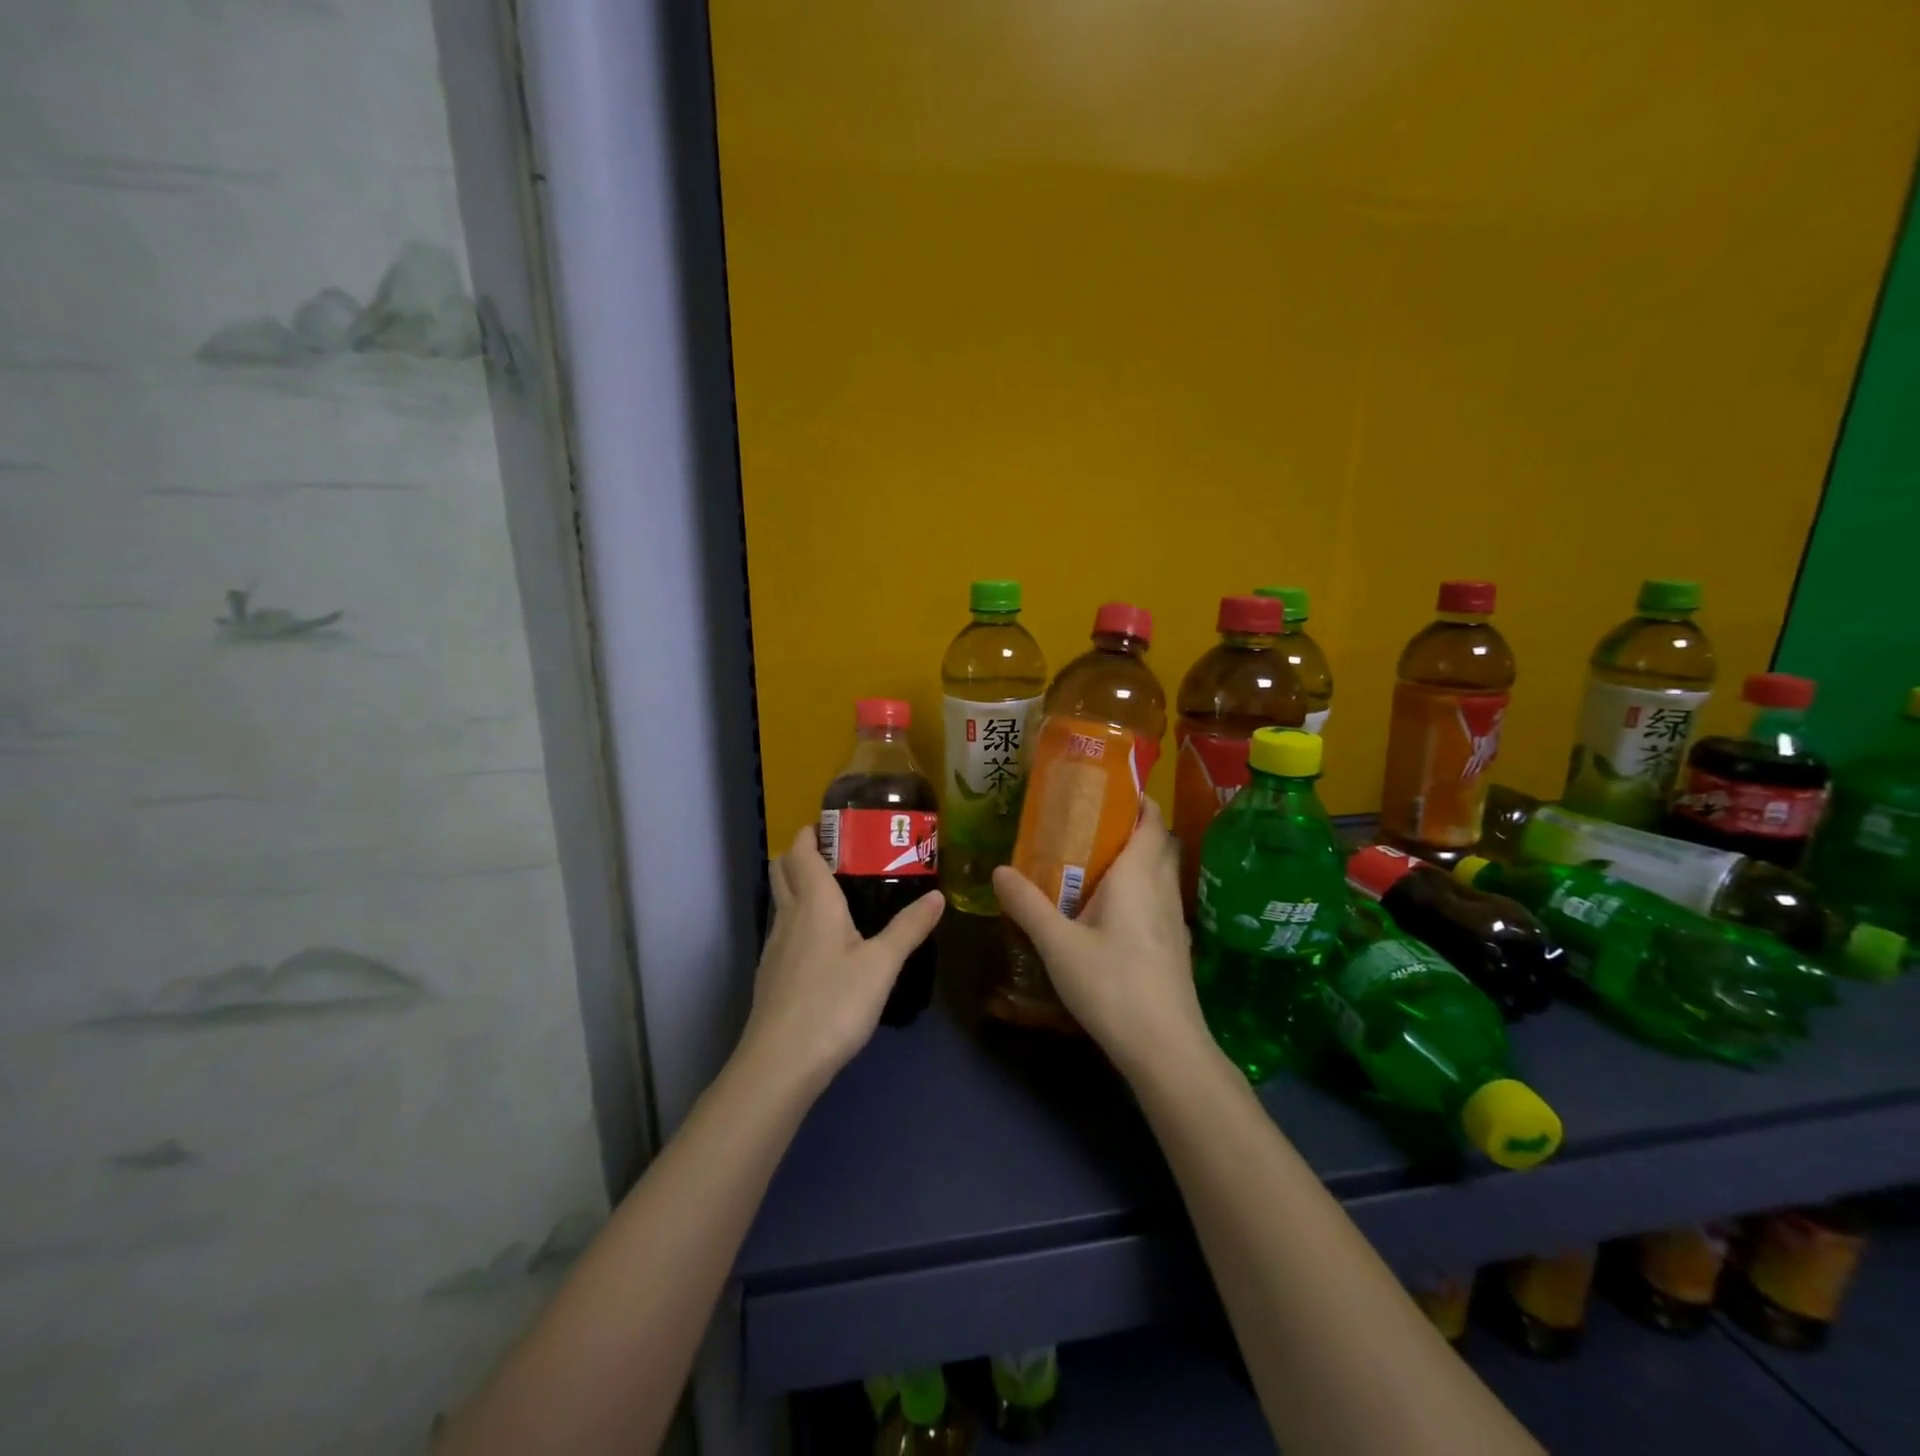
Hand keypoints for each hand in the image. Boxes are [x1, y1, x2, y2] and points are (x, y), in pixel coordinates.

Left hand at [740, 824, 944, 1093]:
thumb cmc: (834, 1002)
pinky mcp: (771, 974)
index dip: (811, 832)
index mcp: (814, 902)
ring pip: (781, 900)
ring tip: (838, 894)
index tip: (834, 824)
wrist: (781, 1062)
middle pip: (782, 869)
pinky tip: (825, 943)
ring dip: (799, 886)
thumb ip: (909, 928)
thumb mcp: (882, 964)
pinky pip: (784, 929)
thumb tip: (938, 897)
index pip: (801, 851)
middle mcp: (788, 915)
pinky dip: (800, 919)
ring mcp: (774, 946)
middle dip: (801, 853)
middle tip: (838, 854)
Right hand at [992, 800, 1209, 1079]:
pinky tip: (1111, 914)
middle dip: (1133, 827)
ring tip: (1095, 865)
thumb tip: (998, 871)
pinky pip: (1158, 901)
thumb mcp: (1058, 945)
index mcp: (1139, 876)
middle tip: (1092, 825)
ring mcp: (1175, 920)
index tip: (1111, 789)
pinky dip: (1140, 891)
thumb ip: (1028, 905)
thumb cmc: (1112, 985)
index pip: (1152, 820)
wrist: (1166, 1049)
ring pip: (1161, 874)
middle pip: (1159, 843)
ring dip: (1137, 860)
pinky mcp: (1176, 947)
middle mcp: (1163, 889)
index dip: (1138, 799)